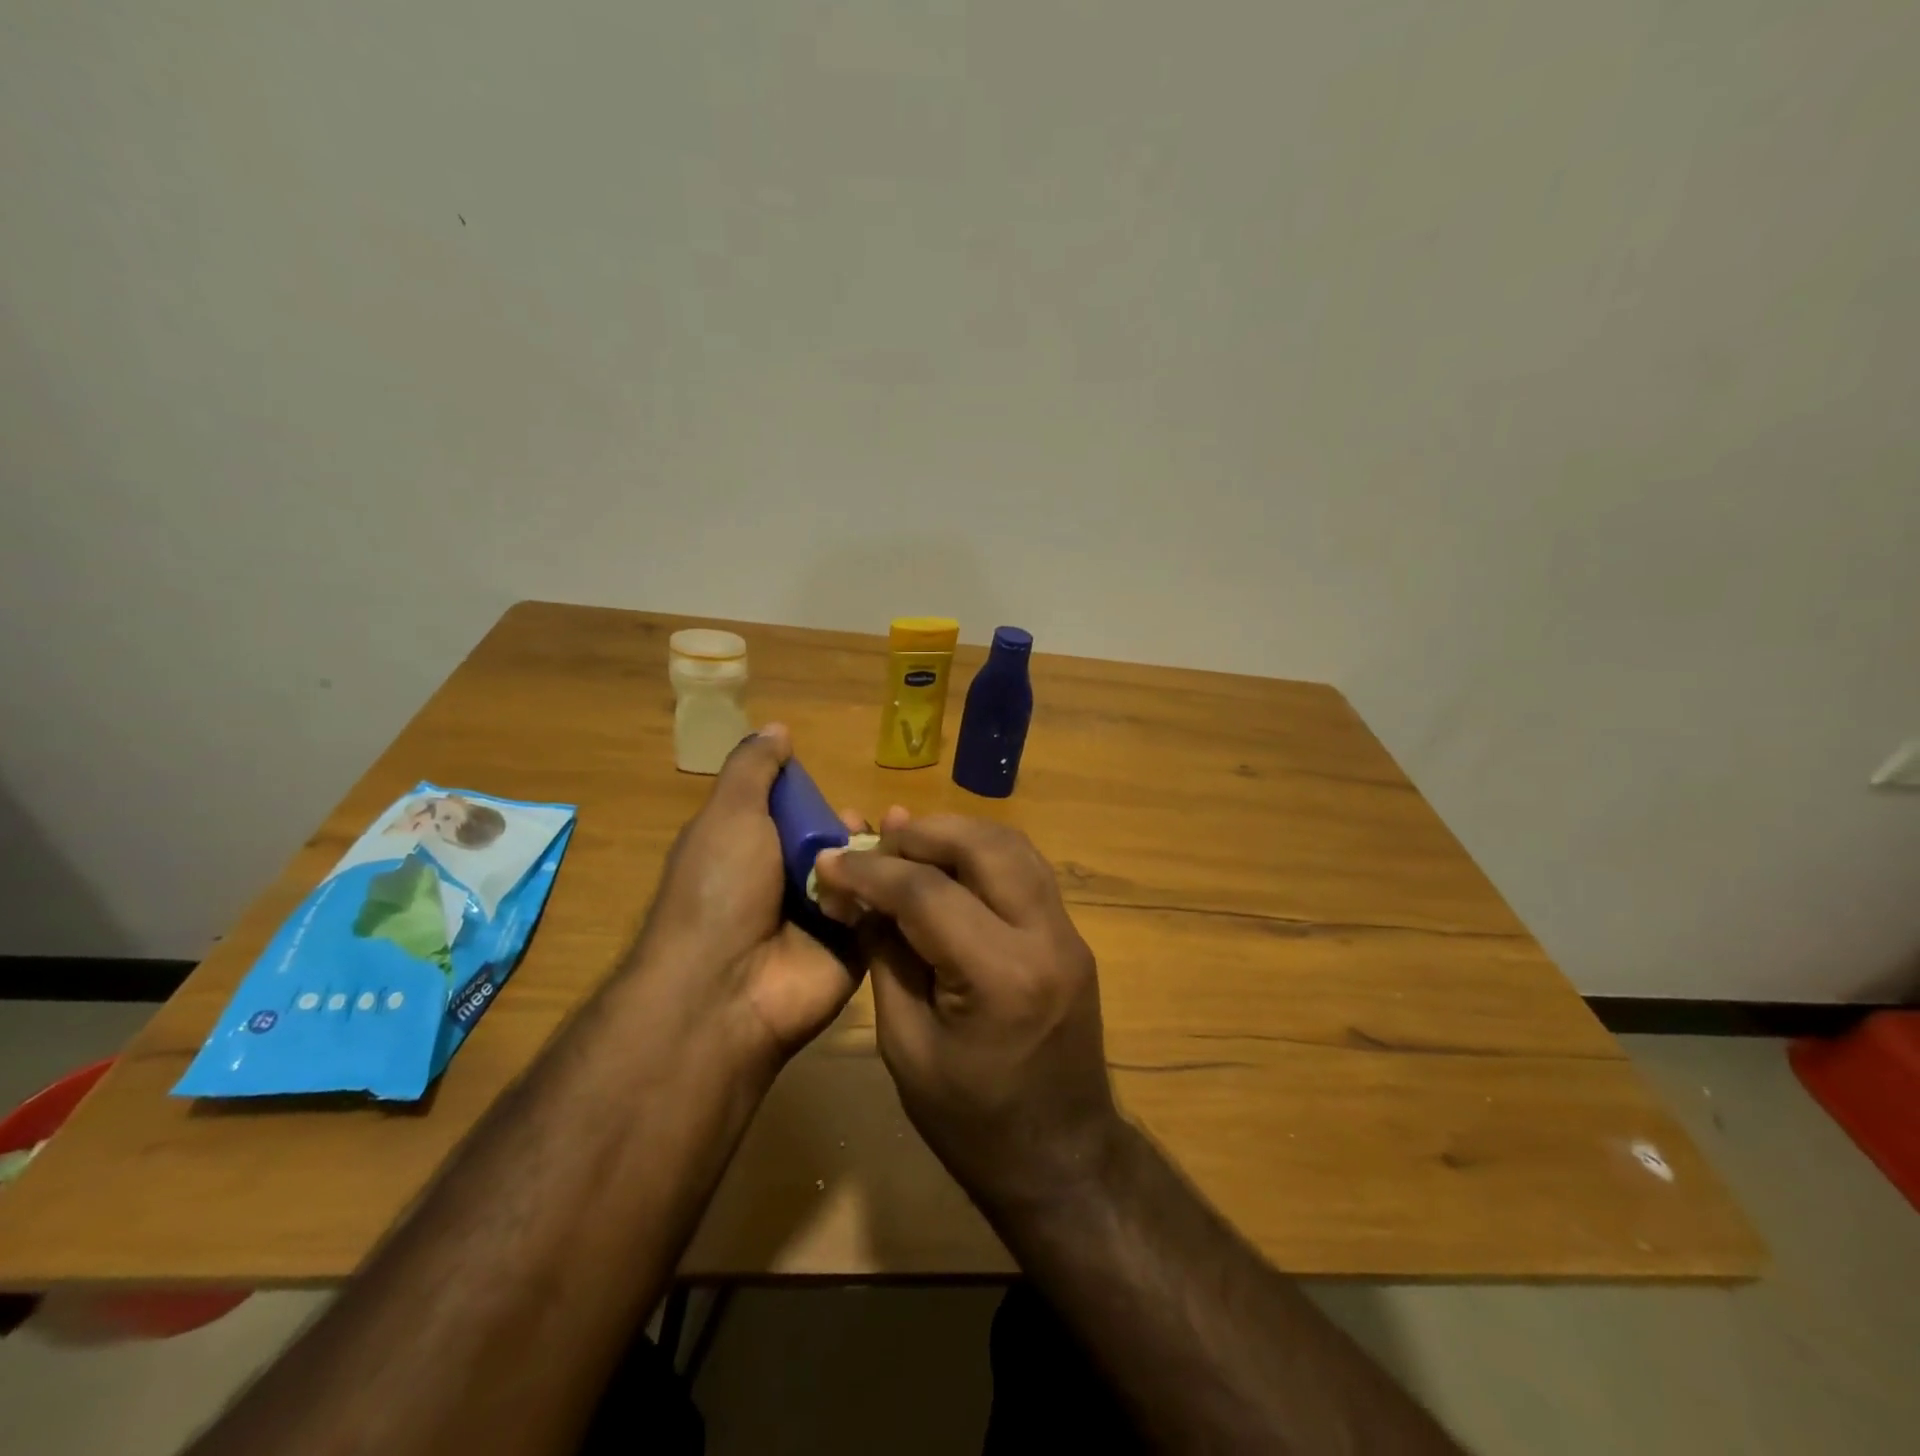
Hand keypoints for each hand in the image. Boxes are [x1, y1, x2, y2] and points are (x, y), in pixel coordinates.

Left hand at [636, 725, 862, 1067]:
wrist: (727, 987)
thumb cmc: (720, 888)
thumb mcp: (729, 815)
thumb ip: (754, 770)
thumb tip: (777, 728)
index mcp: (754, 852)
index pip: (797, 816)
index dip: (817, 801)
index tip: (836, 795)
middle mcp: (788, 885)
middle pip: (837, 844)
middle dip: (853, 830)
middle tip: (861, 828)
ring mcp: (823, 921)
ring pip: (865, 875)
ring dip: (879, 858)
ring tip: (892, 848)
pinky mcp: (856, 950)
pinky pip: (883, 912)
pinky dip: (893, 894)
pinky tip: (906, 879)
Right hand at [813, 811, 1121, 1215]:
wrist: (1062, 1160)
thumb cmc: (972, 1123)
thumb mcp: (907, 1047)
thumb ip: (886, 958)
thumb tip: (860, 895)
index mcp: (1001, 977)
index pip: (928, 893)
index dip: (871, 870)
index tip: (830, 857)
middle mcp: (1046, 938)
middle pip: (984, 846)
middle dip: (922, 833)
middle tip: (875, 840)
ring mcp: (1068, 933)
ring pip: (1013, 846)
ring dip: (956, 835)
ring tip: (906, 843)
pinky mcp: (1071, 936)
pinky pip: (1026, 870)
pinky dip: (984, 854)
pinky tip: (949, 864)